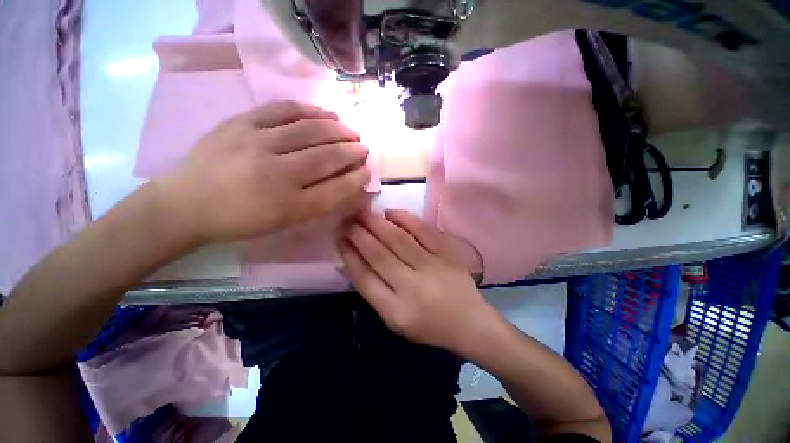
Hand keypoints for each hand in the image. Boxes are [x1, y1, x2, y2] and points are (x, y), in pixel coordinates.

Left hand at [157, 101, 370, 243]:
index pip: (336, 189)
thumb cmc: (243, 220)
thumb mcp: (286, 221)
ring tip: (350, 130)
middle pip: (326, 157)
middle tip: (363, 148)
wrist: (187, 204)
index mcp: (289, 205)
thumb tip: (347, 182)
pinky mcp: (241, 123)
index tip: (367, 170)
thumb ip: (319, 202)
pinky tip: (325, 113)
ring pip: (309, 130)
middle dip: (352, 151)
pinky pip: (283, 109)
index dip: (356, 178)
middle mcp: (276, 173)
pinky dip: (310, 110)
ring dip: (337, 130)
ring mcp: (257, 143)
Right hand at [339, 209, 496, 353]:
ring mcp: (432, 267)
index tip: (339, 238)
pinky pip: (423, 231)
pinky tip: (390, 212)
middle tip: (346, 219)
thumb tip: (349, 261)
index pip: (364, 277)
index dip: (349, 255)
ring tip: (361, 212)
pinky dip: (405, 219)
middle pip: (379, 254)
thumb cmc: (428, 326)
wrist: (469, 323)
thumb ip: (373, 291)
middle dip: (358, 234)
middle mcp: (412, 287)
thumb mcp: (394, 320)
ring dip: (376, 224)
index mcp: (395, 310)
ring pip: (398, 240)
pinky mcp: (447, 254)